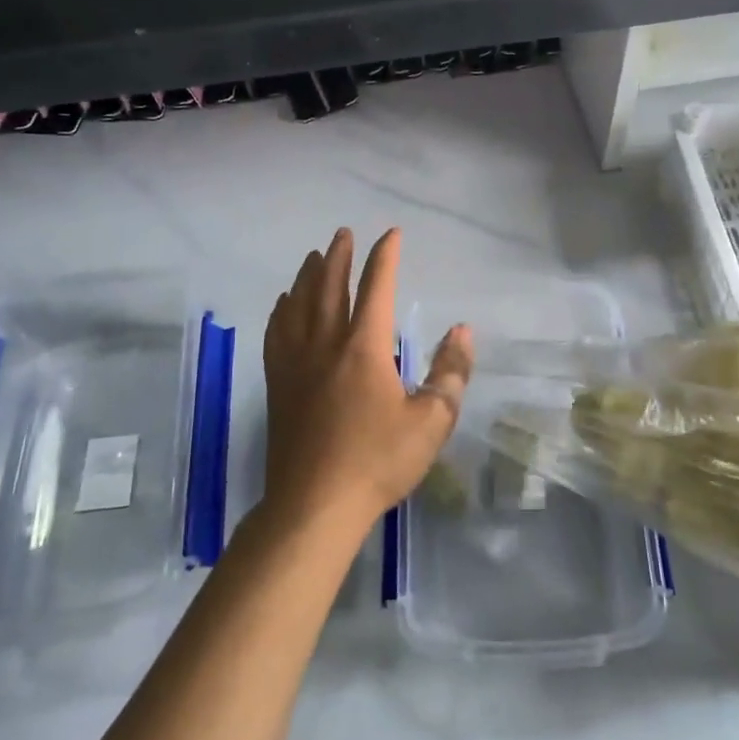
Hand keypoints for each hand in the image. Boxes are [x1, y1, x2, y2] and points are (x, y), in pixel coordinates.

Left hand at [260, 227, 473, 547]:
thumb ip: (450, 372)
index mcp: (364, 348)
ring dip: (308, 276)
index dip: (385, 257)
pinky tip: (284, 304)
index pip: (376, 288)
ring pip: (299, 305)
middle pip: (329, 287)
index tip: (391, 234)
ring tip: (313, 257)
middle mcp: (326, 344)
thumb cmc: (378, 462)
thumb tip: (462, 329)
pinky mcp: (277, 384)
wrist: (315, 505)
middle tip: (343, 234)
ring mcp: (295, 363)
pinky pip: (276, 333)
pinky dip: (281, 310)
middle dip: (338, 256)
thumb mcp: (431, 422)